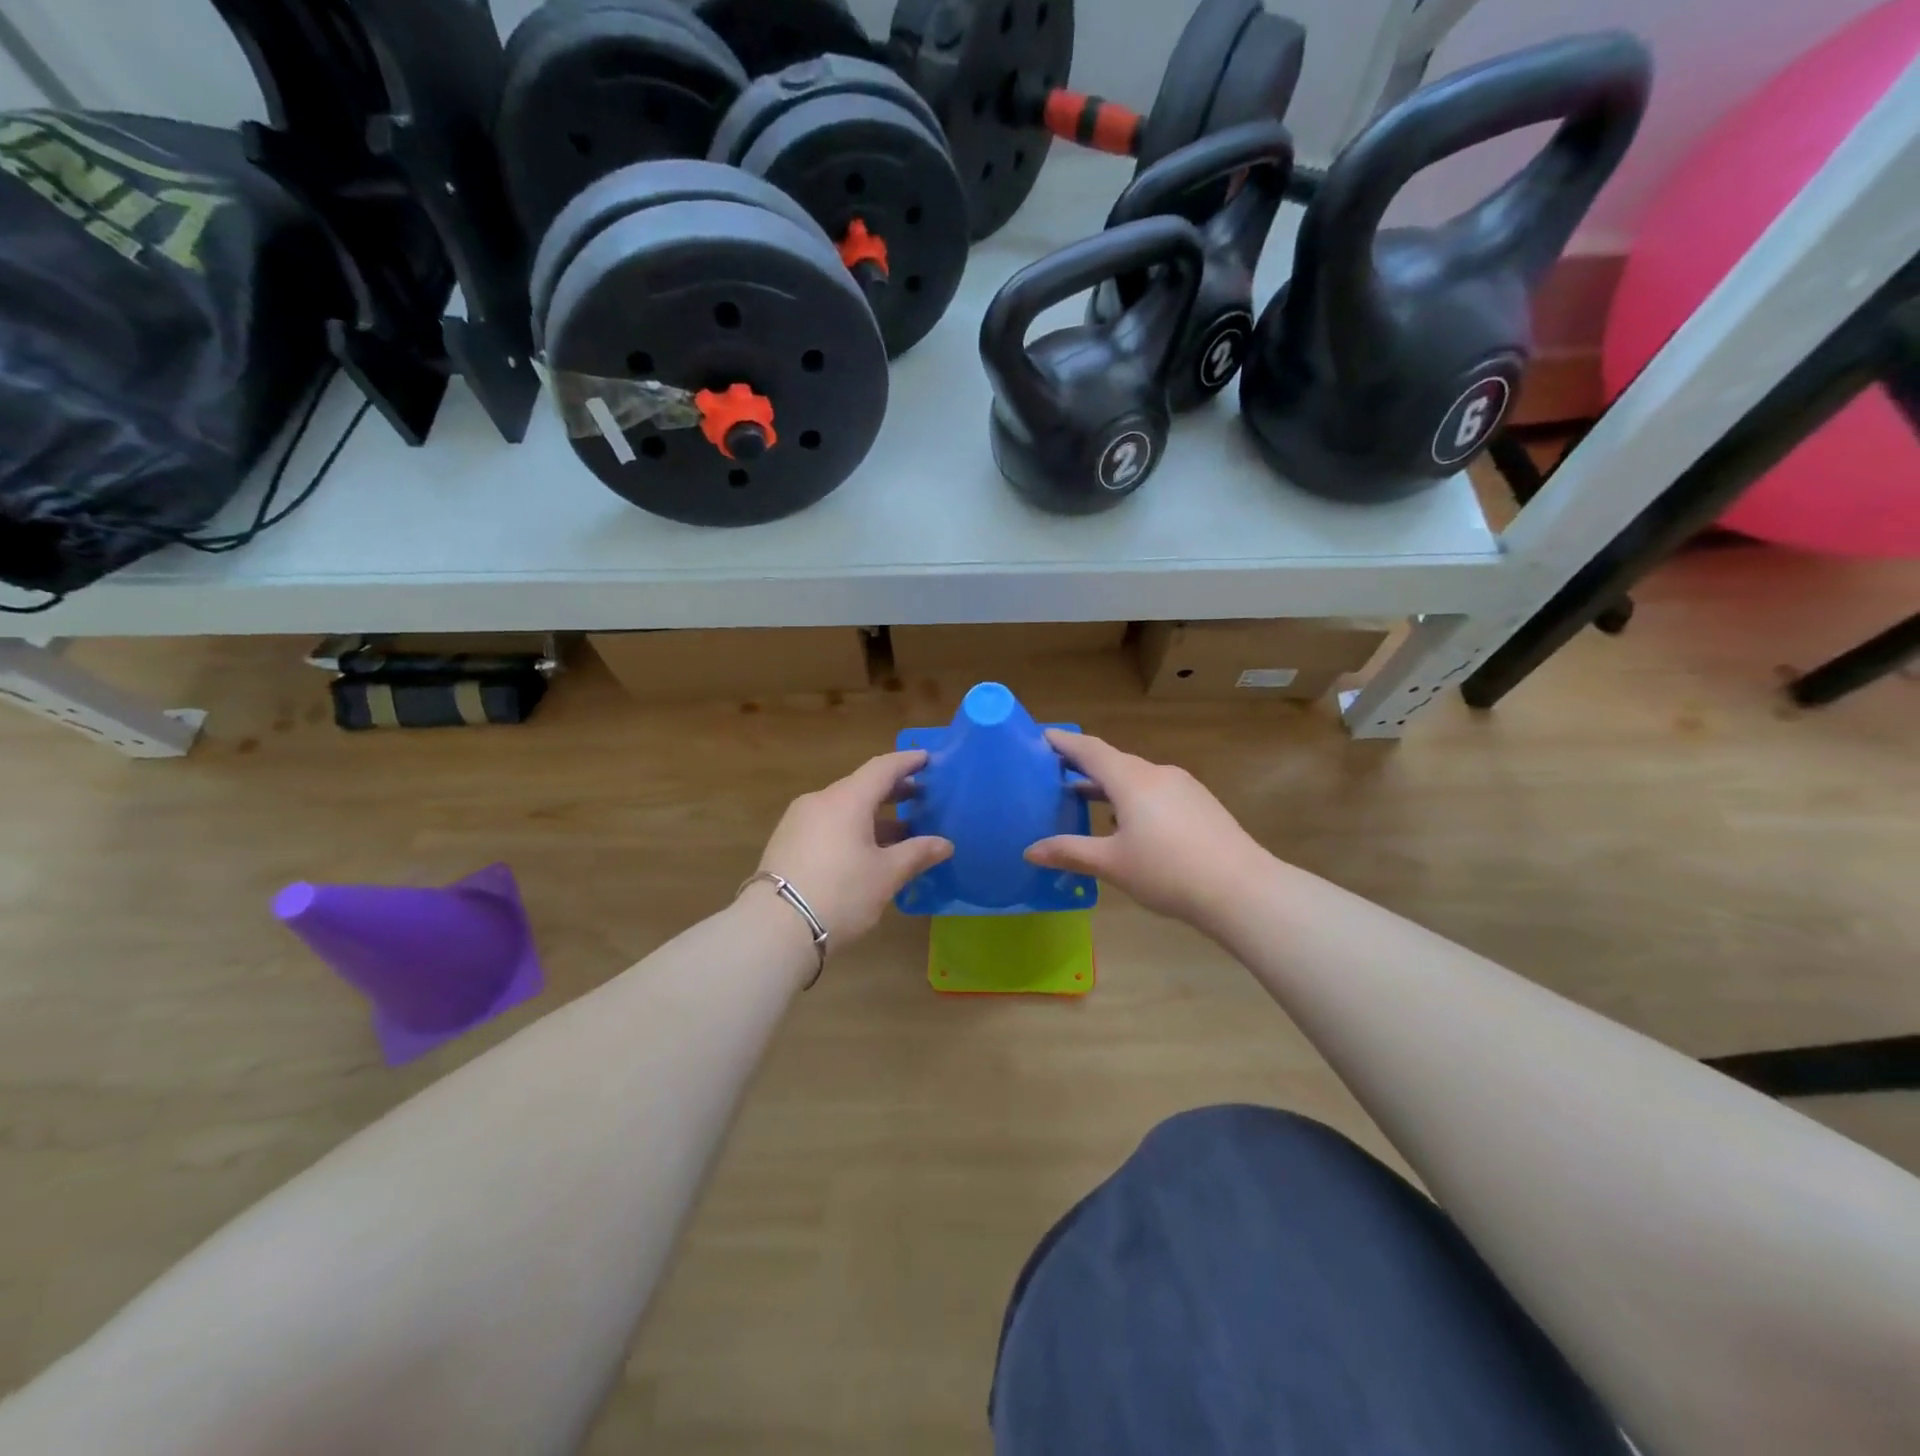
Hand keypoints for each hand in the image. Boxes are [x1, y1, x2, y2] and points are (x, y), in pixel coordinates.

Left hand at [755, 750, 953, 947]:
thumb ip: (917, 854)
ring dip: (873, 814)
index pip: (882, 768)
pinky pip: (828, 823)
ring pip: (844, 807)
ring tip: (900, 831)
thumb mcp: (886, 875)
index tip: (927, 759)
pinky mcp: (787, 842)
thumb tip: (945, 844)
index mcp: (846, 799)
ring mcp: (799, 821)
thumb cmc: (840, 893)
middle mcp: (820, 801)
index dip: (907, 762)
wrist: (775, 928)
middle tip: (921, 796)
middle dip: (893, 791)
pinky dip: (852, 827)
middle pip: (861, 786)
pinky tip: (866, 850)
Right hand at [1025, 730, 1267, 926]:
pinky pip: (1156, 792)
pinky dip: (1132, 799)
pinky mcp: (1200, 805)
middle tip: (1053, 773)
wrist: (1242, 889)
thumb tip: (1030, 850)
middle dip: (1083, 766)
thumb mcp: (1112, 863)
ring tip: (1083, 799)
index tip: (1041, 737)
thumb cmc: (1168, 871)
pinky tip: (1126, 825)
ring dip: (1108, 786)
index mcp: (1132, 780)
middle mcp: (1157, 774)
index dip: (1064, 743)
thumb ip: (1070, 852)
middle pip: (1113, 762)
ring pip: (1136, 779)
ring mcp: (1183, 788)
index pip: (1090, 750)